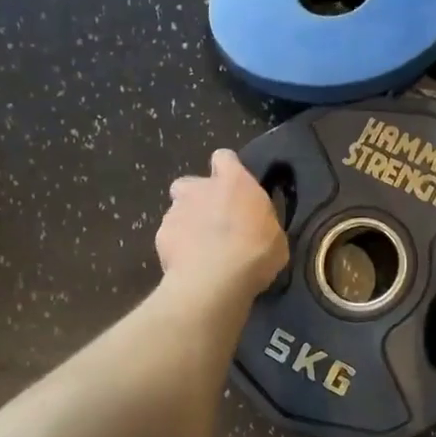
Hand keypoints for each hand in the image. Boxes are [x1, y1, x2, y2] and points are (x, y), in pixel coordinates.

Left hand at [156, 149, 288, 303]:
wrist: (215, 279)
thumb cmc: (256, 252)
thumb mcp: (275, 237)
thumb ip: (261, 223)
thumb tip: (257, 227)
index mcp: (233, 181)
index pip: (224, 157)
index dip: (227, 170)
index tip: (234, 188)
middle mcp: (199, 188)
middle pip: (191, 184)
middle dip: (198, 199)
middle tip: (213, 222)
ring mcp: (175, 211)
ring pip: (177, 211)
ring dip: (187, 224)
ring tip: (201, 249)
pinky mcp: (160, 235)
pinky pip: (169, 236)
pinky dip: (177, 247)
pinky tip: (189, 264)